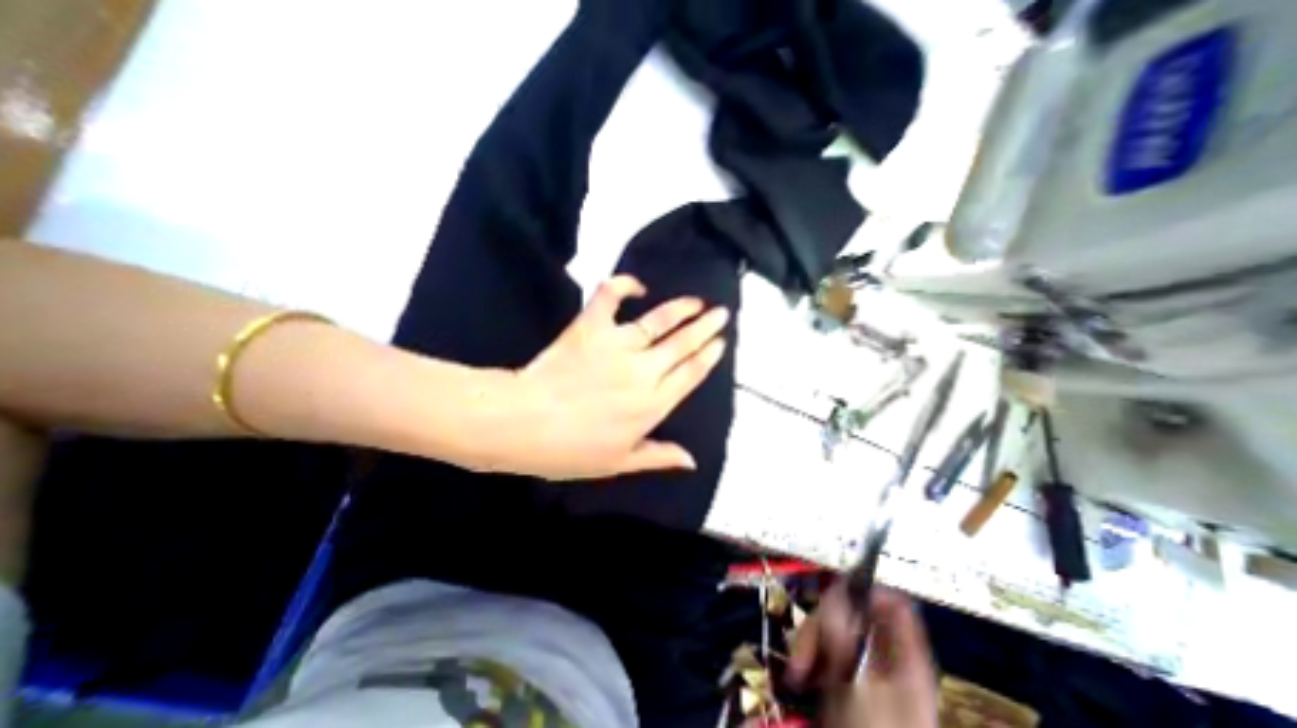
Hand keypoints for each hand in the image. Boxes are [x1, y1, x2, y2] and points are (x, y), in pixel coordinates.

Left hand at [487, 276, 728, 479]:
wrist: (524, 424)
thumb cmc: (570, 450)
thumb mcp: (619, 463)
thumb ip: (658, 456)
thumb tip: (692, 460)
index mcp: (653, 404)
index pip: (691, 374)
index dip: (708, 356)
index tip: (721, 342)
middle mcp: (643, 371)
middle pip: (683, 344)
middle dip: (706, 327)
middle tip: (722, 313)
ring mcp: (618, 346)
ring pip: (659, 321)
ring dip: (681, 308)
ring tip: (697, 301)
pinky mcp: (591, 328)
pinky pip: (610, 297)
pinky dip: (623, 285)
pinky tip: (638, 285)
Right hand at [786, 583, 939, 726]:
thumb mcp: (855, 685)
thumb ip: (844, 634)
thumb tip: (835, 589)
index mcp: (904, 656)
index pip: (892, 602)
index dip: (863, 591)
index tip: (831, 598)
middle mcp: (886, 656)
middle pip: (853, 612)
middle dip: (821, 622)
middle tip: (804, 649)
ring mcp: (866, 669)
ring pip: (834, 629)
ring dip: (810, 641)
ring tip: (799, 670)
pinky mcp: (849, 681)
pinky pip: (826, 651)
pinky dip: (810, 656)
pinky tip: (801, 675)